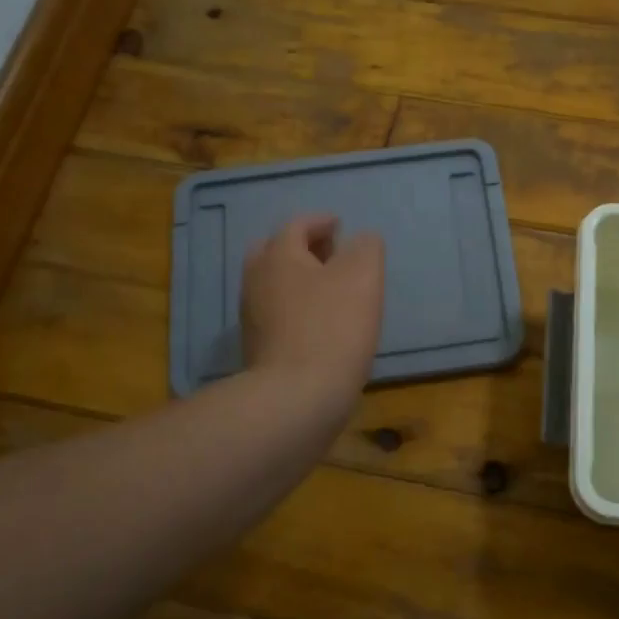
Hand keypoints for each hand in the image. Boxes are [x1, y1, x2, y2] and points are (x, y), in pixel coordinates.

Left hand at [241, 214, 385, 397]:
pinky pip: (276, 315)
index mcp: (279, 256)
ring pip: (274, 285)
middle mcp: (256, 280)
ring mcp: (252, 317)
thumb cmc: (333, 327)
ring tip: (330, 291)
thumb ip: (366, 248)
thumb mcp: (363, 276)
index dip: (321, 222)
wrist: (298, 396)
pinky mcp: (257, 348)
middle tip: (331, 255)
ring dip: (299, 280)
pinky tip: (319, 325)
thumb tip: (361, 240)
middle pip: (275, 252)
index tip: (341, 226)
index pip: (297, 225)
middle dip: (303, 249)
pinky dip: (296, 309)